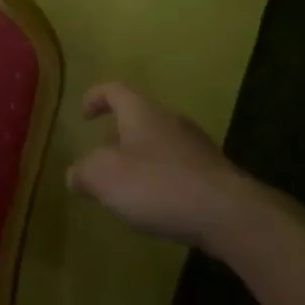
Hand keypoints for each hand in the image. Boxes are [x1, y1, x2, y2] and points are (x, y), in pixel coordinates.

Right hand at [66, 82, 259, 247]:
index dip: (95, 97)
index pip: (114, 89)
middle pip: (139, 118)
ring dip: (142, 160)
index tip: (84, 115)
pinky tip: (159, 207)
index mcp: (141, 112)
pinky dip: (164, 181)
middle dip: (118, 136)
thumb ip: (83, 173)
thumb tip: (75, 175)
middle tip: (103, 158)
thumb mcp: (104, 178)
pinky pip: (181, 169)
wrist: (230, 215)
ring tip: (129, 188)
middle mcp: (171, 121)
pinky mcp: (216, 176)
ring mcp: (198, 147)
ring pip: (161, 144)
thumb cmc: (158, 185)